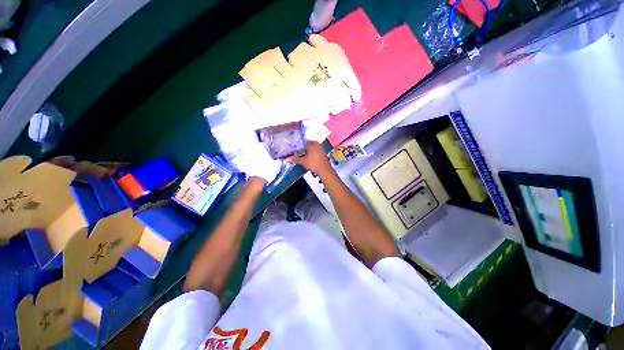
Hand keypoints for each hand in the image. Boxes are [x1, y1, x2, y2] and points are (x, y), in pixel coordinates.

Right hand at [288, 141, 332, 176]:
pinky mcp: (323, 153)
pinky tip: (309, 158)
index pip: (302, 142)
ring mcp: (321, 148)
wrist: (324, 170)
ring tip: (302, 156)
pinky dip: (312, 153)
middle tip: (297, 153)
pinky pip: (316, 151)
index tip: (294, 149)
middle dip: (302, 149)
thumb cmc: (313, 164)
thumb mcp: (302, 161)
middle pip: (307, 145)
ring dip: (307, 151)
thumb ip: (294, 159)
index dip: (298, 146)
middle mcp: (317, 144)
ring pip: (312, 148)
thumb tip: (285, 159)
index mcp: (311, 143)